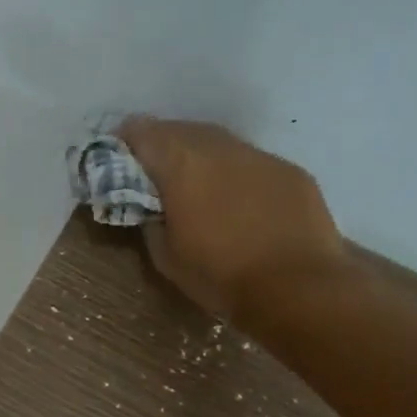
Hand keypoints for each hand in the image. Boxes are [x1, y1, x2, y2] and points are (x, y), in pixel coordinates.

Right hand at [119, 117, 346, 318]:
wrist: (298, 287)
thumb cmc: (220, 275)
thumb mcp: (166, 256)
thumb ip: (151, 222)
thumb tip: (151, 210)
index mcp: (179, 164)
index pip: (140, 132)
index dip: (124, 142)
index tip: (118, 159)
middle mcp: (218, 148)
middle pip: (180, 130)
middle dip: (162, 146)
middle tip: (155, 173)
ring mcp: (259, 156)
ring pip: (219, 143)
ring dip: (201, 157)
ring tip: (197, 185)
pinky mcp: (290, 171)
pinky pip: (252, 163)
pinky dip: (237, 174)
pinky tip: (241, 202)